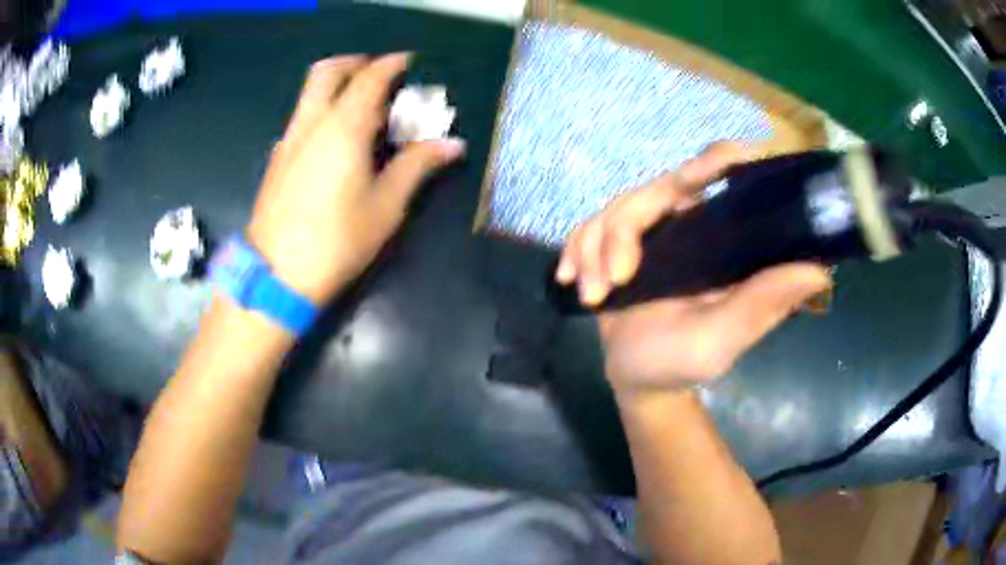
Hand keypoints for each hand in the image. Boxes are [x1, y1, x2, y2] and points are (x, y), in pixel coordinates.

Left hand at [247, 54, 465, 303]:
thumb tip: (453, 144)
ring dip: (335, 85)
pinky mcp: (276, 160)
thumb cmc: (338, 241)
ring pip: (309, 93)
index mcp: (343, 127)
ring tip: (360, 106)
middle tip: (378, 74)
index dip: (392, 64)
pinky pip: (300, 118)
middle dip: (355, 63)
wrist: (276, 276)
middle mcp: (311, 123)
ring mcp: (288, 140)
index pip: (370, 77)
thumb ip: (417, 165)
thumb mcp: (386, 205)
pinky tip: (333, 139)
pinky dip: (321, 110)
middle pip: (328, 71)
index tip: (409, 62)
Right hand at [555, 142, 830, 396]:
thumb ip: (761, 305)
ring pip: (615, 209)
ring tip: (592, 297)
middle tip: (615, 278)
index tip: (702, 174)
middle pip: (654, 189)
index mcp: (722, 238)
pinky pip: (588, 227)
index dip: (716, 160)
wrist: (635, 378)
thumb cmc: (681, 362)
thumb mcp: (722, 339)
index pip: (722, 174)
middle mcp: (689, 223)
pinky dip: (575, 251)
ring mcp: (651, 231)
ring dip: (594, 251)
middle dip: (623, 232)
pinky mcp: (616, 242)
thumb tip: (819, 268)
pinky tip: (571, 281)